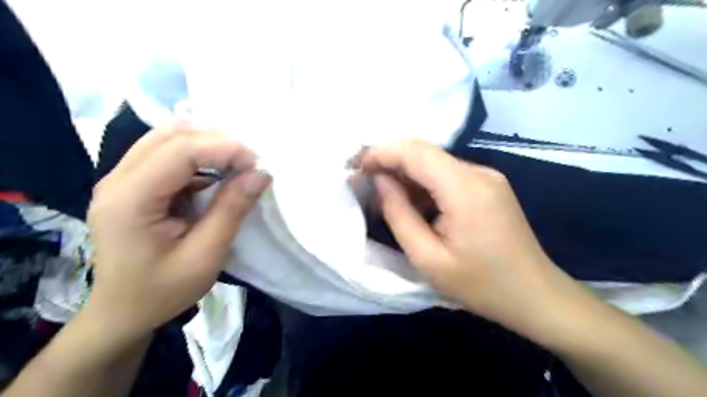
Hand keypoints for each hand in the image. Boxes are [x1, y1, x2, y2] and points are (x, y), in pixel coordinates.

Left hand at [84, 126, 270, 339]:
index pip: (180, 151)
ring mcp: (121, 179)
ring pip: (168, 138)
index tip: (257, 165)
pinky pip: (167, 153)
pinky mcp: (132, 184)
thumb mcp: (205, 256)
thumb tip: (260, 174)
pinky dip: (199, 157)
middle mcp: (118, 180)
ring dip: (208, 145)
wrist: (123, 312)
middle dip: (217, 141)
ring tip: (236, 166)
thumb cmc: (163, 291)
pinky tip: (217, 175)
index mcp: (130, 200)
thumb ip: (231, 210)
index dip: (224, 149)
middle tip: (249, 163)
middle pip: (171, 135)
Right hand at [362, 142, 566, 333]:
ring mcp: (487, 176)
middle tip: (364, 177)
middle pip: (425, 151)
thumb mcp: (427, 258)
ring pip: (436, 161)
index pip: (415, 152)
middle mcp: (478, 172)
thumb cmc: (480, 285)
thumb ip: (398, 214)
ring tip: (385, 193)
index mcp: (465, 189)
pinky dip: (425, 181)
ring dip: (407, 172)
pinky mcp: (489, 185)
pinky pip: (448, 173)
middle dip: (390, 159)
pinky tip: (414, 201)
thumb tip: (380, 181)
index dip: (382, 153)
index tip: (356, 164)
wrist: (535, 295)